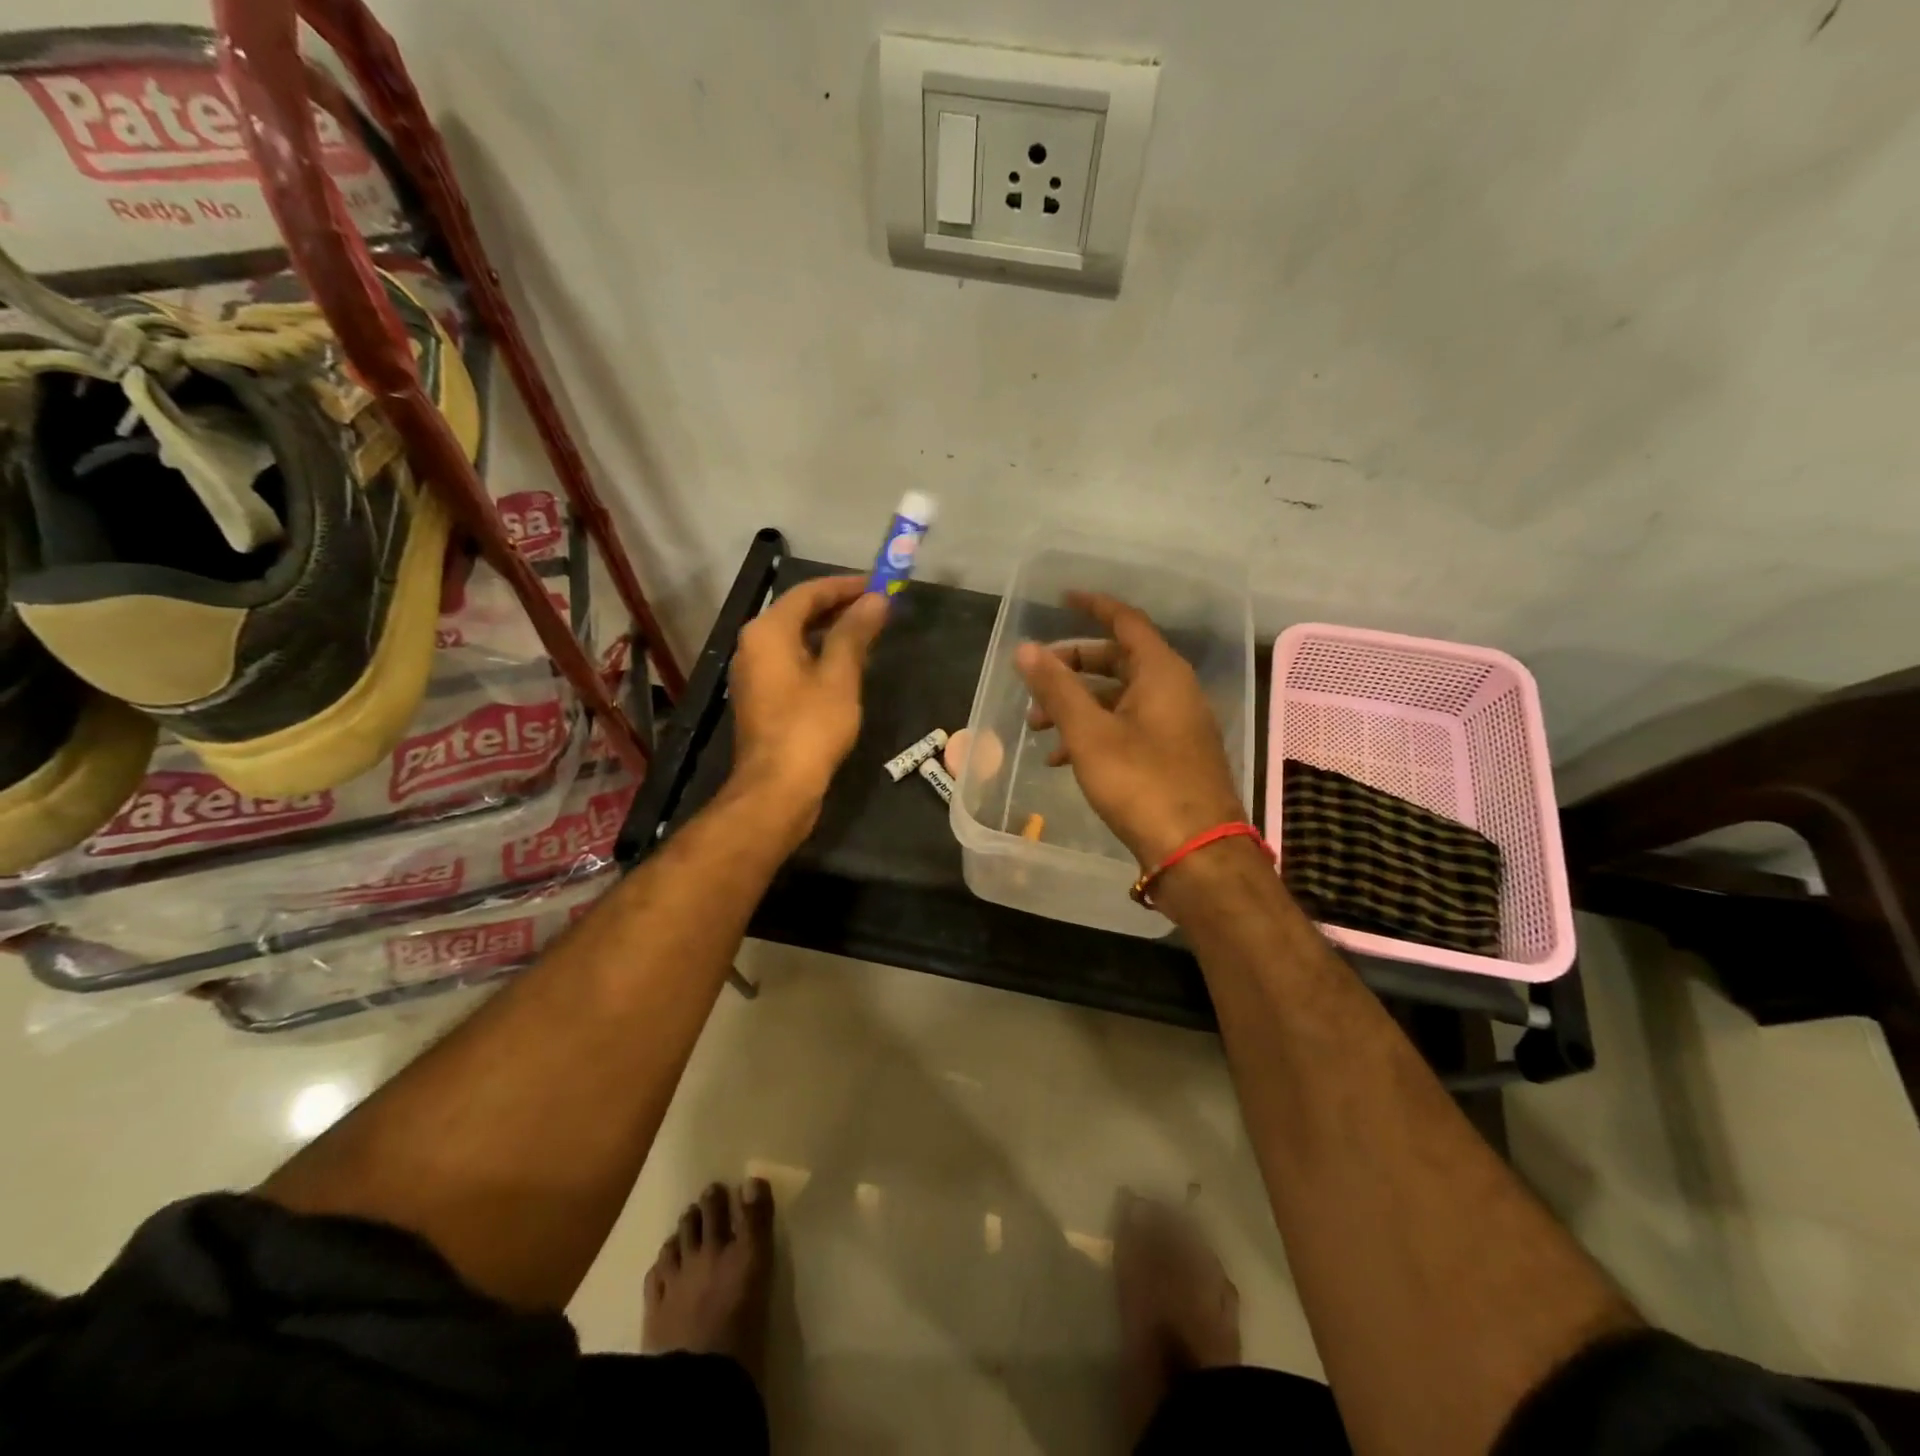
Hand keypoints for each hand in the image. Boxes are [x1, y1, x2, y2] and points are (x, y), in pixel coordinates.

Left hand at [728, 575, 887, 833]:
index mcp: (768, 631)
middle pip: (798, 612)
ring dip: (829, 631)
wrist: (777, 788)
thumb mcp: (840, 676)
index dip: (845, 585)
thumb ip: (855, 633)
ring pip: (795, 638)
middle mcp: (753, 645)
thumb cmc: (810, 727)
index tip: (879, 584)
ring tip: (867, 632)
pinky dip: (818, 655)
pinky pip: (792, 662)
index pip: (808, 592)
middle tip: (877, 607)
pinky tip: (845, 665)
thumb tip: (875, 600)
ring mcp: (754, 673)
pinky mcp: (762, 698)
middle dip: (838, 607)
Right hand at [1016, 592, 1244, 868]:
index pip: (1125, 621)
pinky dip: (1095, 731)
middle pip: (1118, 660)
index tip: (1061, 600)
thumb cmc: (1142, 784)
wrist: (1196, 852)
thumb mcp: (1090, 734)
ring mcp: (1176, 724)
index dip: (1092, 607)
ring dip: (1077, 705)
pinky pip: (1128, 726)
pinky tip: (1062, 759)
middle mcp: (1173, 690)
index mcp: (1161, 672)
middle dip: (1072, 668)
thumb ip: (1057, 689)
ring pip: (1119, 698)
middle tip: (1034, 683)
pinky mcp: (1173, 755)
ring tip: (1037, 728)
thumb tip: (1026, 649)